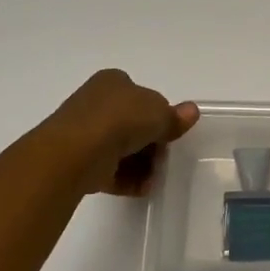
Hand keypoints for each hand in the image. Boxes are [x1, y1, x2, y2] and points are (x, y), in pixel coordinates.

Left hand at [44, 70, 198, 196]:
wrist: (77, 152)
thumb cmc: (121, 120)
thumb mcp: (159, 114)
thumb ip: (175, 116)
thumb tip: (192, 111)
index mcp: (113, 82)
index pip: (142, 97)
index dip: (159, 116)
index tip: (170, 134)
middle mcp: (96, 103)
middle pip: (133, 125)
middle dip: (152, 145)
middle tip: (163, 159)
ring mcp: (85, 132)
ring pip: (123, 149)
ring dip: (143, 165)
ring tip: (152, 179)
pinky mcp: (79, 159)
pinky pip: (110, 169)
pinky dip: (127, 179)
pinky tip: (141, 188)